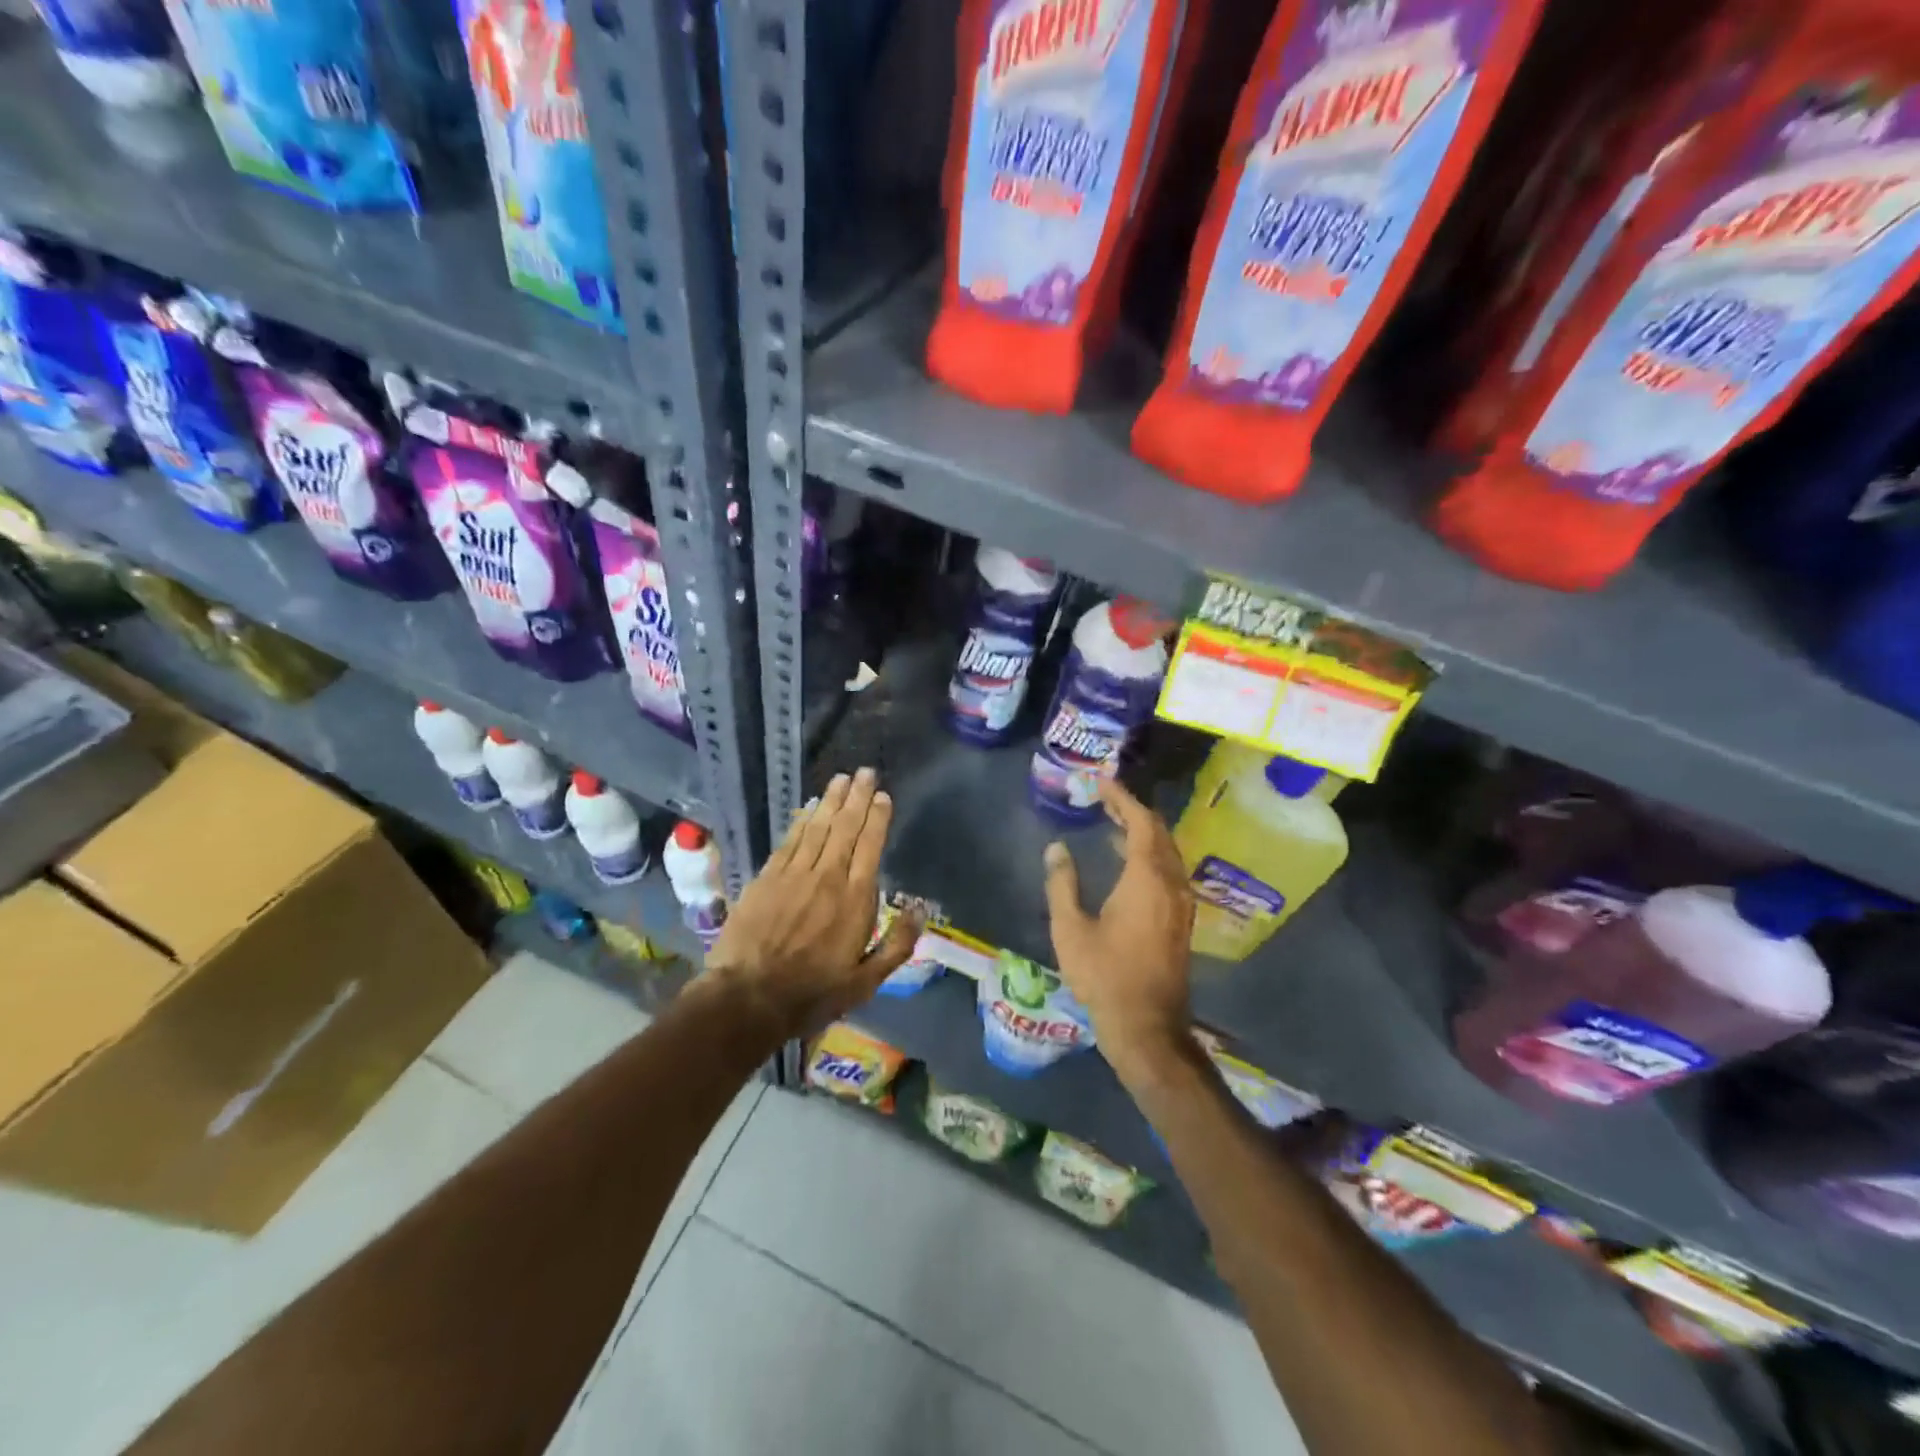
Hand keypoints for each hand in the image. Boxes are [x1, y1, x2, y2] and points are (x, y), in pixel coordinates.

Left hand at [705, 768, 920, 1035]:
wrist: (748, 997)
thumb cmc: (812, 992)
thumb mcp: (866, 981)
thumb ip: (897, 943)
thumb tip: (921, 909)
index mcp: (855, 899)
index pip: (870, 846)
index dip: (877, 818)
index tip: (882, 796)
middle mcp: (827, 876)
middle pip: (845, 827)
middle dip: (857, 797)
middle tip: (865, 772)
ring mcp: (794, 874)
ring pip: (817, 827)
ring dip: (830, 800)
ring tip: (841, 779)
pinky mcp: (767, 878)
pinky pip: (790, 840)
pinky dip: (801, 820)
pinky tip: (808, 808)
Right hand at [1042, 778, 1195, 1086]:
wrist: (1147, 1025)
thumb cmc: (1104, 975)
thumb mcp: (1070, 929)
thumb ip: (1062, 883)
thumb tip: (1056, 849)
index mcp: (1147, 878)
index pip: (1141, 822)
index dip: (1121, 798)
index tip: (1101, 782)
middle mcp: (1171, 883)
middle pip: (1159, 832)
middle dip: (1133, 811)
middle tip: (1104, 799)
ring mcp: (1181, 903)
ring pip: (1166, 852)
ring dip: (1142, 833)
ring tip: (1111, 823)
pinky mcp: (1180, 919)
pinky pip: (1168, 870)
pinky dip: (1149, 854)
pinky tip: (1126, 861)